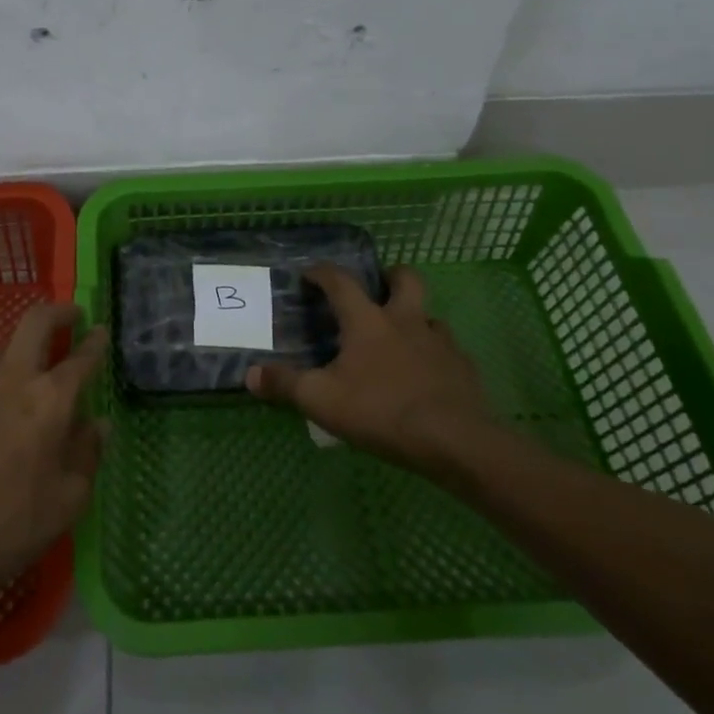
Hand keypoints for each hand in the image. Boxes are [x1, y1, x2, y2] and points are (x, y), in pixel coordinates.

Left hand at [0, 304, 107, 617]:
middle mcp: (10, 379)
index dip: (95, 342)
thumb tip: (97, 425)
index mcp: (49, 400)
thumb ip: (87, 456)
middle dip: (57, 312)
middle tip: (71, 317)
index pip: (81, 358)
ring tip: (34, 386)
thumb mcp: (65, 503)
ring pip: (4, 352)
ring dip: (24, 355)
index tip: (101, 331)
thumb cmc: (5, 525)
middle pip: (34, 322)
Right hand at [247, 264, 496, 472]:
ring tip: (400, 339)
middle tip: (377, 288)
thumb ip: (285, 384)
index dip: (323, 273)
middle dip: (390, 276)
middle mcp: (406, 321)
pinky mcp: (464, 368)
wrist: (455, 440)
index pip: (341, 282)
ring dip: (414, 318)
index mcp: (368, 321)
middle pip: (406, 279)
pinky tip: (425, 376)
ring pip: (429, 315)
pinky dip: (434, 355)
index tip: (310, 273)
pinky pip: (448, 351)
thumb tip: (250, 373)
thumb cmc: (381, 411)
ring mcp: (440, 343)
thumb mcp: (321, 400)